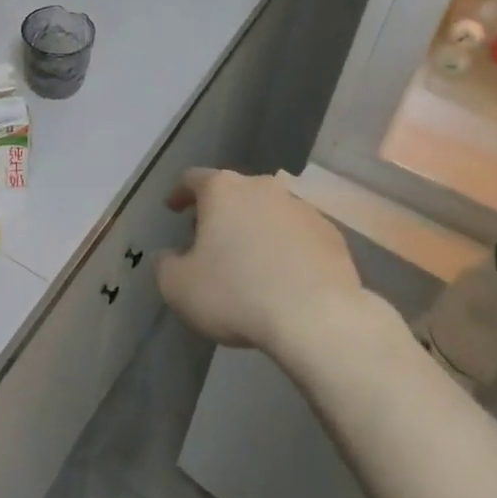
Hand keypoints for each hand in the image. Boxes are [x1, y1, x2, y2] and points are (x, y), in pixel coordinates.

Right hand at [158, 169, 362, 357]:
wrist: (317, 317)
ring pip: (268, 211)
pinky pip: (298, 233)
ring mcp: (301, 207)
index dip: (180, 193)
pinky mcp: (330, 232)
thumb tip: (168, 256)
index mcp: (223, 190)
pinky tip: (284, 274)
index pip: (193, 179)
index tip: (173, 208)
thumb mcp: (179, 287)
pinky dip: (286, 246)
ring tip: (249, 259)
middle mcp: (262, 187)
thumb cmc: (237, 294)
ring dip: (255, 228)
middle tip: (209, 240)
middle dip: (219, 212)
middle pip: (234, 192)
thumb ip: (166, 265)